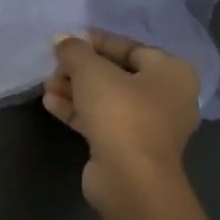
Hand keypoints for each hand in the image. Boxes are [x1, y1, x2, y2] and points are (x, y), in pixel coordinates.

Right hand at [44, 31, 199, 213]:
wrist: (131, 180)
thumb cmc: (122, 113)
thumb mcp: (92, 72)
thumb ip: (75, 51)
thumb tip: (62, 40)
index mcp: (172, 72)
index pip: (130, 47)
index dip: (96, 42)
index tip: (67, 40)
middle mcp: (167, 98)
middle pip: (117, 74)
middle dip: (81, 70)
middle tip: (54, 66)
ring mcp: (149, 127)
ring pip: (107, 100)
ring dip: (75, 91)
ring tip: (47, 85)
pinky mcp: (129, 149)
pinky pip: (102, 122)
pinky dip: (79, 112)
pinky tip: (50, 104)